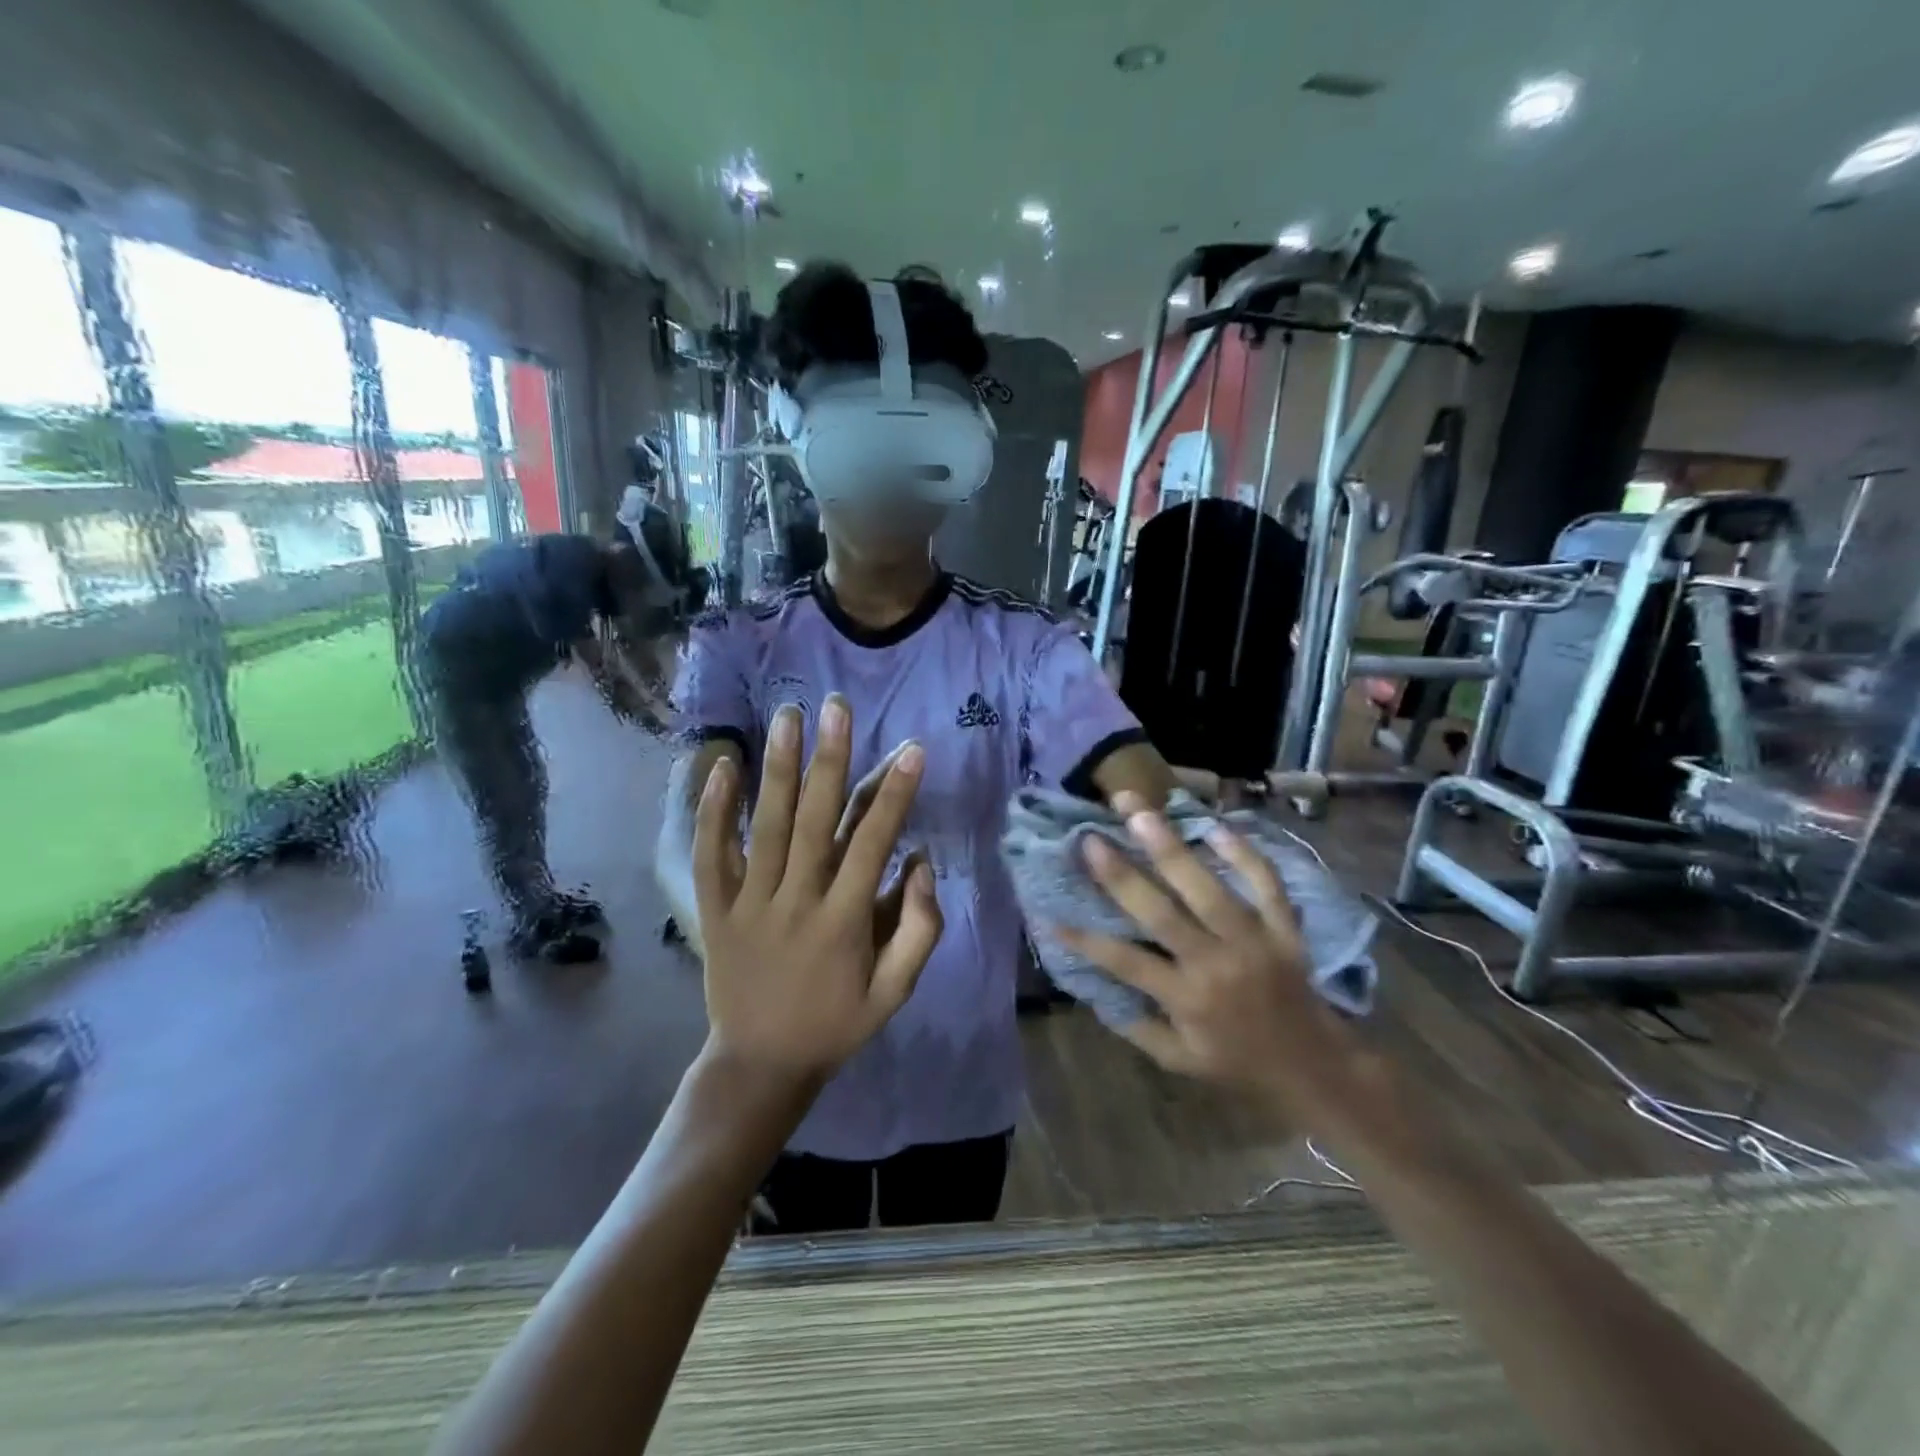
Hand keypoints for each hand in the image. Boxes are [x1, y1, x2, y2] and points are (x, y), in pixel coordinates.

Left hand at [693, 694, 941, 1086]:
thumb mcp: (895, 993)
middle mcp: (796, 902)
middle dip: (829, 760)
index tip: (911, 749)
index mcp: (844, 922)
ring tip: (786, 716)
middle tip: (836, 708)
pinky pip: (710, 854)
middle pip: (814, 821)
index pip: (874, 844)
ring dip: (777, 769)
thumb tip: (922, 862)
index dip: (894, 795)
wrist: (760, 1063)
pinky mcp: (714, 909)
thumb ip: (919, 929)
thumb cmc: (836, 1024)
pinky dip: (714, 810)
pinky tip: (722, 767)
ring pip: (764, 827)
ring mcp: (748, 903)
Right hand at [1053, 793, 1390, 1132]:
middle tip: (1092, 837)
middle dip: (1121, 874)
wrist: (1316, 1067)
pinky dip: (1245, 854)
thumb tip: (1095, 987)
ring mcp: (1254, 942)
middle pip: (1162, 913)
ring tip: (1140, 811)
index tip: (1049, 914)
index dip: (1084, 940)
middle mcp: (1215, 964)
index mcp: (1187, 999)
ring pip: (1208, 888)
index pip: (1125, 963)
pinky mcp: (1285, 929)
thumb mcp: (1179, 1061)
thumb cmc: (1238, 1063)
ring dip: (1171, 847)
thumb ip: (1136, 1027)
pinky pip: (1266, 884)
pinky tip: (1216, 826)